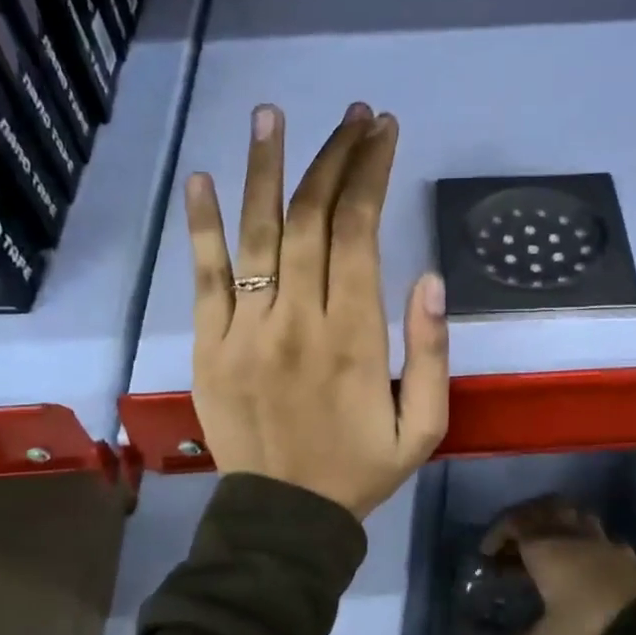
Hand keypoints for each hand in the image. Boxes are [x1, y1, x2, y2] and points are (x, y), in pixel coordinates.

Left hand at [185, 101, 449, 518]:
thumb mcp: (424, 427)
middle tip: (352, 116)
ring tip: (274, 115)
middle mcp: (297, 321)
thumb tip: (430, 278)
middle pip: (311, 218)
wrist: (284, 519)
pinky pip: (204, 276)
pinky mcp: (208, 346)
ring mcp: (245, 331)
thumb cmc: (360, 470)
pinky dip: (203, 225)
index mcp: (354, 338)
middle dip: (334, 158)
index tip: (384, 132)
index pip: (359, 233)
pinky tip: (203, 178)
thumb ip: (432, 353)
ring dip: (266, 169)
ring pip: (257, 234)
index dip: (371, 174)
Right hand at [482, 496, 635, 634]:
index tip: (488, 552)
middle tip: (517, 541)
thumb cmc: (586, 627)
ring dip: (558, 522)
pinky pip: (599, 536)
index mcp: (545, 549)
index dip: (498, 533)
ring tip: (550, 543)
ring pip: (574, 515)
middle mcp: (570, 536)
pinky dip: (586, 541)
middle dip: (527, 519)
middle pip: (544, 509)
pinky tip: (585, 560)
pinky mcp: (624, 554)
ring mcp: (600, 541)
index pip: (514, 525)